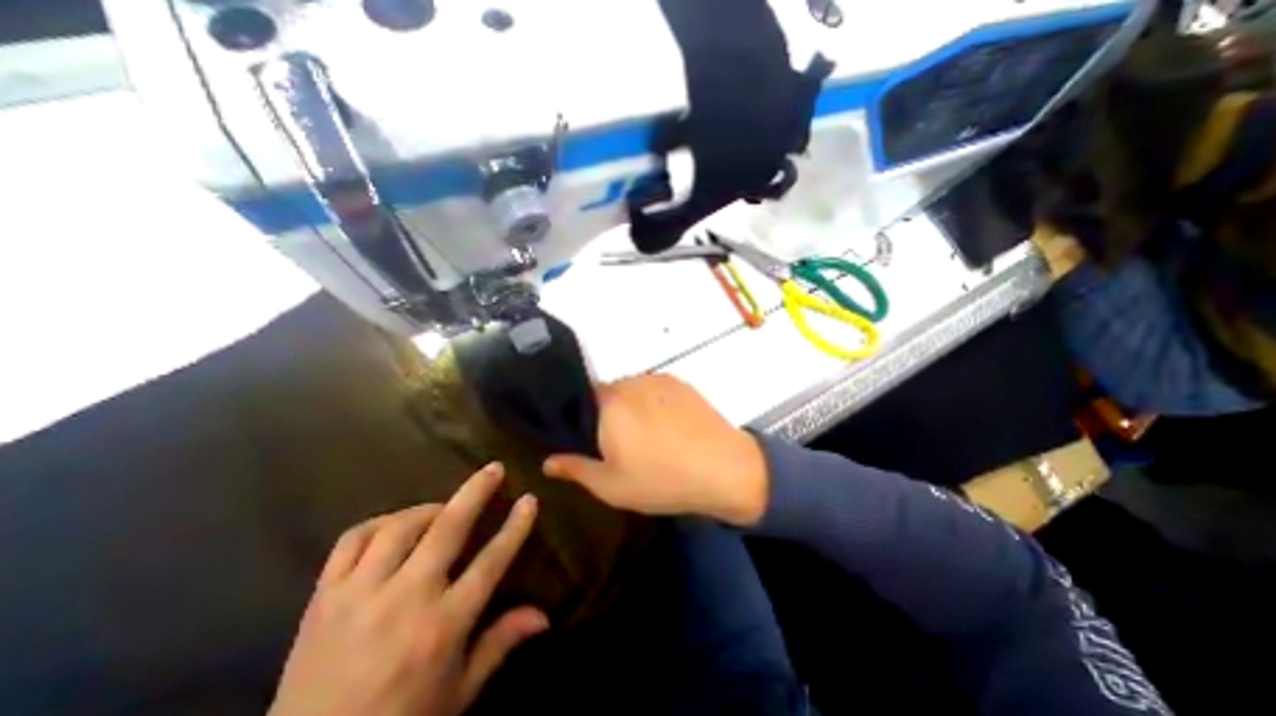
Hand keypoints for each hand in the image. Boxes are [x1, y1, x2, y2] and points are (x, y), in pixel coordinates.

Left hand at [269, 464, 548, 714]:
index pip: (491, 561)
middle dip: (476, 492)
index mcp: (442, 625)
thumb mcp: (459, 693)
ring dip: (428, 509)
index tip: (530, 499)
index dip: (515, 527)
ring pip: (399, 527)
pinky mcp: (323, 599)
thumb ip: (500, 644)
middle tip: (493, 469)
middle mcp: (404, 600)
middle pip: (448, 528)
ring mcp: (359, 595)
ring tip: (442, 510)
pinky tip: (393, 527)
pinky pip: (351, 541)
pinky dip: (377, 524)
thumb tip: (544, 615)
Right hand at [539, 373, 765, 523]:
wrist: (724, 469)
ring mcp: (659, 379)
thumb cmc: (662, 480)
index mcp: (610, 404)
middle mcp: (631, 382)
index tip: (594, 439)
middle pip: (608, 393)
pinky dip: (655, 403)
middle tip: (623, 445)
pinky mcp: (681, 382)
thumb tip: (547, 461)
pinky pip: (656, 389)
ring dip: (633, 408)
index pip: (583, 398)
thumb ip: (576, 469)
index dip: (585, 419)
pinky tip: (670, 427)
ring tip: (651, 437)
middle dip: (609, 415)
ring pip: (633, 390)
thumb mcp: (612, 486)